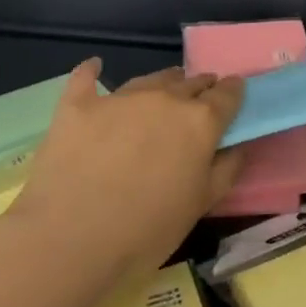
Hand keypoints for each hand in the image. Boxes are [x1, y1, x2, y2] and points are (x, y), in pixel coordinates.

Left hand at [2, 60, 245, 286]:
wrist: (69, 241)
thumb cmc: (146, 231)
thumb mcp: (200, 207)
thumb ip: (225, 171)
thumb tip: (237, 146)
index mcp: (200, 122)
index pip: (227, 95)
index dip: (233, 92)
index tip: (234, 93)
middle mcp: (164, 99)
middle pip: (190, 82)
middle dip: (200, 87)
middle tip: (200, 98)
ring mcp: (119, 99)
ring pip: (150, 79)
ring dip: (163, 82)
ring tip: (164, 88)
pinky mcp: (78, 106)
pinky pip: (86, 78)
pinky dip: (92, 71)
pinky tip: (95, 66)